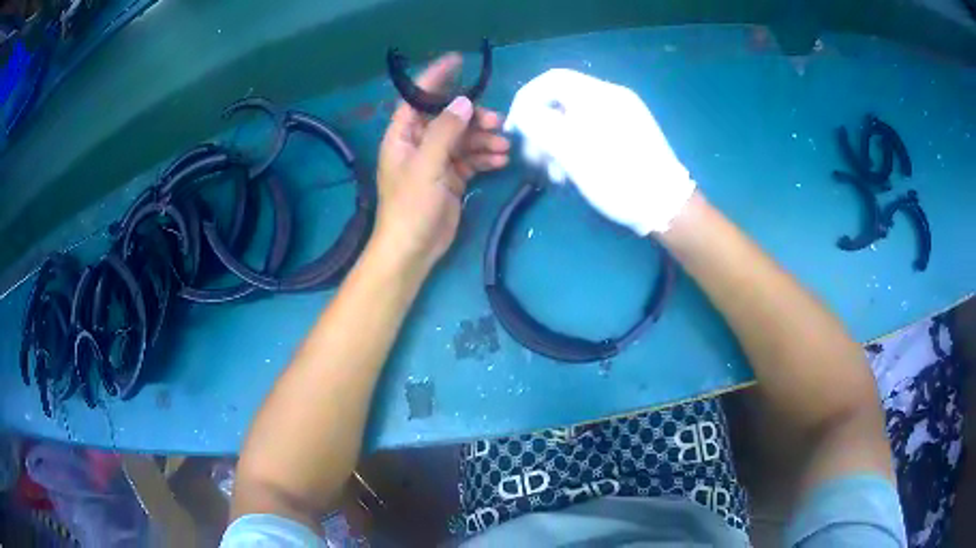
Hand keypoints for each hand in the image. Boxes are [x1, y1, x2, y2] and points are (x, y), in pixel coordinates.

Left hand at [376, 53, 509, 269]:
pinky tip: (500, 161)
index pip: (419, 98)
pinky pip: (470, 159)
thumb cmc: (410, 206)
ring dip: (483, 140)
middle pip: (448, 118)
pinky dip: (484, 158)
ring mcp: (436, 161)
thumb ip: (445, 131)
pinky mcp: (451, 178)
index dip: (436, 78)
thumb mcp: (426, 165)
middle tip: (497, 122)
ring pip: (463, 139)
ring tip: (503, 147)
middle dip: (473, 118)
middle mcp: (419, 144)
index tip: (458, 61)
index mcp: (403, 136)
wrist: (413, 250)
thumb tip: (464, 102)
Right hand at [504, 69, 694, 234]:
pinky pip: (591, 130)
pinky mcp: (628, 133)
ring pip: (574, 119)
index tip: (515, 130)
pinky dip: (575, 147)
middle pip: (561, 101)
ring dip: (556, 143)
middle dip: (541, 129)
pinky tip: (572, 173)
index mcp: (599, 95)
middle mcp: (612, 97)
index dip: (525, 100)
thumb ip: (540, 125)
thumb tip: (523, 113)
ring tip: (554, 175)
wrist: (667, 206)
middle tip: (534, 160)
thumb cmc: (618, 177)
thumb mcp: (572, 151)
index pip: (550, 80)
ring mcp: (623, 115)